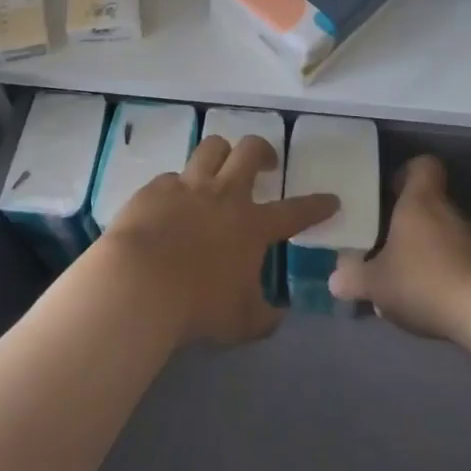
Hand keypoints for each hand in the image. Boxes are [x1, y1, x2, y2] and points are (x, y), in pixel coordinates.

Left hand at [101, 134, 338, 347]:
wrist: (139, 283)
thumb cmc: (197, 305)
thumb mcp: (240, 322)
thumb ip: (264, 317)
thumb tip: (277, 316)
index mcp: (252, 225)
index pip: (295, 212)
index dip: (317, 205)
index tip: (331, 199)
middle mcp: (224, 195)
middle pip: (250, 151)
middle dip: (264, 151)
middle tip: (266, 163)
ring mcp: (188, 186)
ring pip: (212, 147)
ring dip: (222, 152)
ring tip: (221, 165)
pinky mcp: (156, 187)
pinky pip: (172, 175)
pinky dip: (179, 186)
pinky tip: (172, 201)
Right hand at [329, 155, 470, 340]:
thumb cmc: (422, 280)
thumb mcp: (375, 282)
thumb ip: (353, 278)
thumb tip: (335, 280)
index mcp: (420, 201)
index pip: (423, 166)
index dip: (407, 172)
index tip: (388, 190)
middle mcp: (447, 212)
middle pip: (428, 202)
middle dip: (405, 219)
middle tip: (381, 238)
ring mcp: (469, 240)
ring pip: (439, 233)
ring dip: (421, 248)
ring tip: (398, 274)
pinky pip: (452, 260)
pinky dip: (437, 271)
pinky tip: (421, 297)